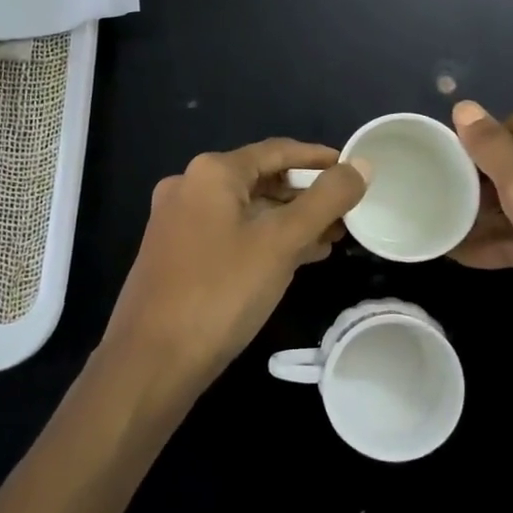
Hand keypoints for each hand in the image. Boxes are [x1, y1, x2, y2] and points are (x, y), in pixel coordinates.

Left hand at [104, 138, 369, 392]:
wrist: (151, 361)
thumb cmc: (221, 291)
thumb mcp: (282, 242)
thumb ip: (326, 200)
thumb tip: (361, 166)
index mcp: (211, 172)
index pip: (277, 151)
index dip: (319, 158)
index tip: (353, 170)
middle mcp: (189, 186)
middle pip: (261, 179)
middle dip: (306, 196)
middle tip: (347, 212)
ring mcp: (178, 221)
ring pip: (246, 210)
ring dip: (288, 221)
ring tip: (331, 238)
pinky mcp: (176, 253)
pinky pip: (230, 234)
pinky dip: (264, 240)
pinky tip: (296, 259)